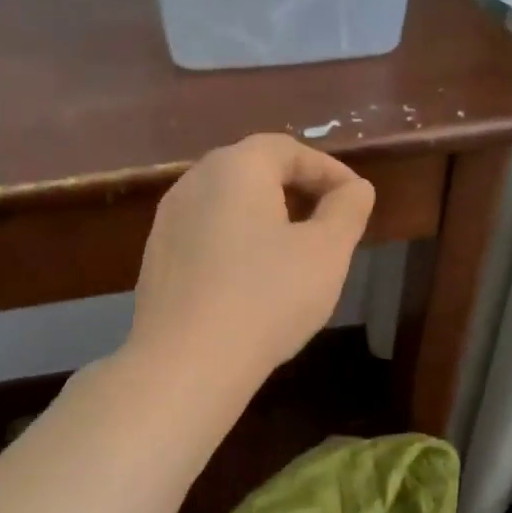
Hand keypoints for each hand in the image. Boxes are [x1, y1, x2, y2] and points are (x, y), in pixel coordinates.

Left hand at [126, 134, 374, 390]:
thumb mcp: (326, 253)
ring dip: (263, 219)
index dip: (328, 170)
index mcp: (236, 167)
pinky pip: (205, 237)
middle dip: (295, 191)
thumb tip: (355, 189)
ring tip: (291, 254)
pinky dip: (234, 245)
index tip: (354, 200)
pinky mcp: (156, 260)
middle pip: (252, 171)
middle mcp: (193, 183)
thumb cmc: (267, 299)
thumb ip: (346, 211)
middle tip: (326, 223)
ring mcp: (167, 222)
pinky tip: (249, 282)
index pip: (288, 150)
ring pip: (226, 206)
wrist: (186, 362)